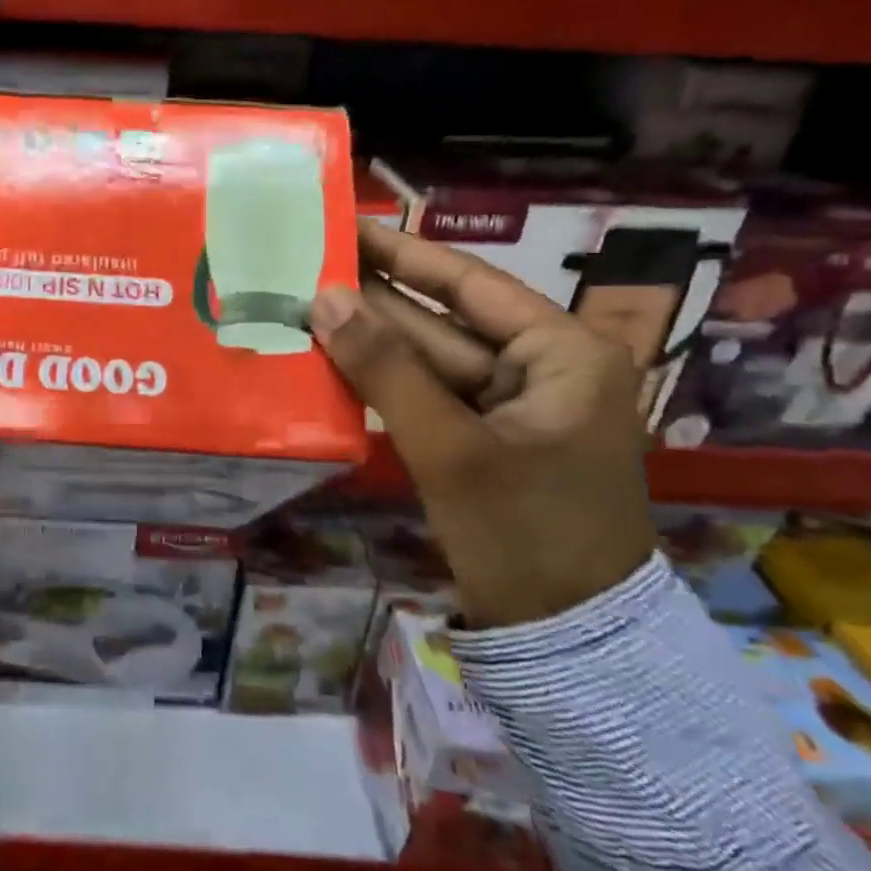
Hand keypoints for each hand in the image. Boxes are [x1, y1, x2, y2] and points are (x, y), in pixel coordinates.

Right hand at [310, 220, 656, 628]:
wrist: (566, 644)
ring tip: (304, 307)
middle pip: (443, 321)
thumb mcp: (451, 448)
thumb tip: (325, 299)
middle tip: (306, 267)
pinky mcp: (486, 440)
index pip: (469, 283)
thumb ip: (386, 369)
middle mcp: (541, 368)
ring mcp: (512, 407)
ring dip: (371, 341)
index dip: (403, 253)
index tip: (346, 226)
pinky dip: (383, 382)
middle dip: (375, 301)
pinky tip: (331, 362)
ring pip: (429, 360)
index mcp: (561, 353)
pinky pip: (427, 396)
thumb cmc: (525, 536)